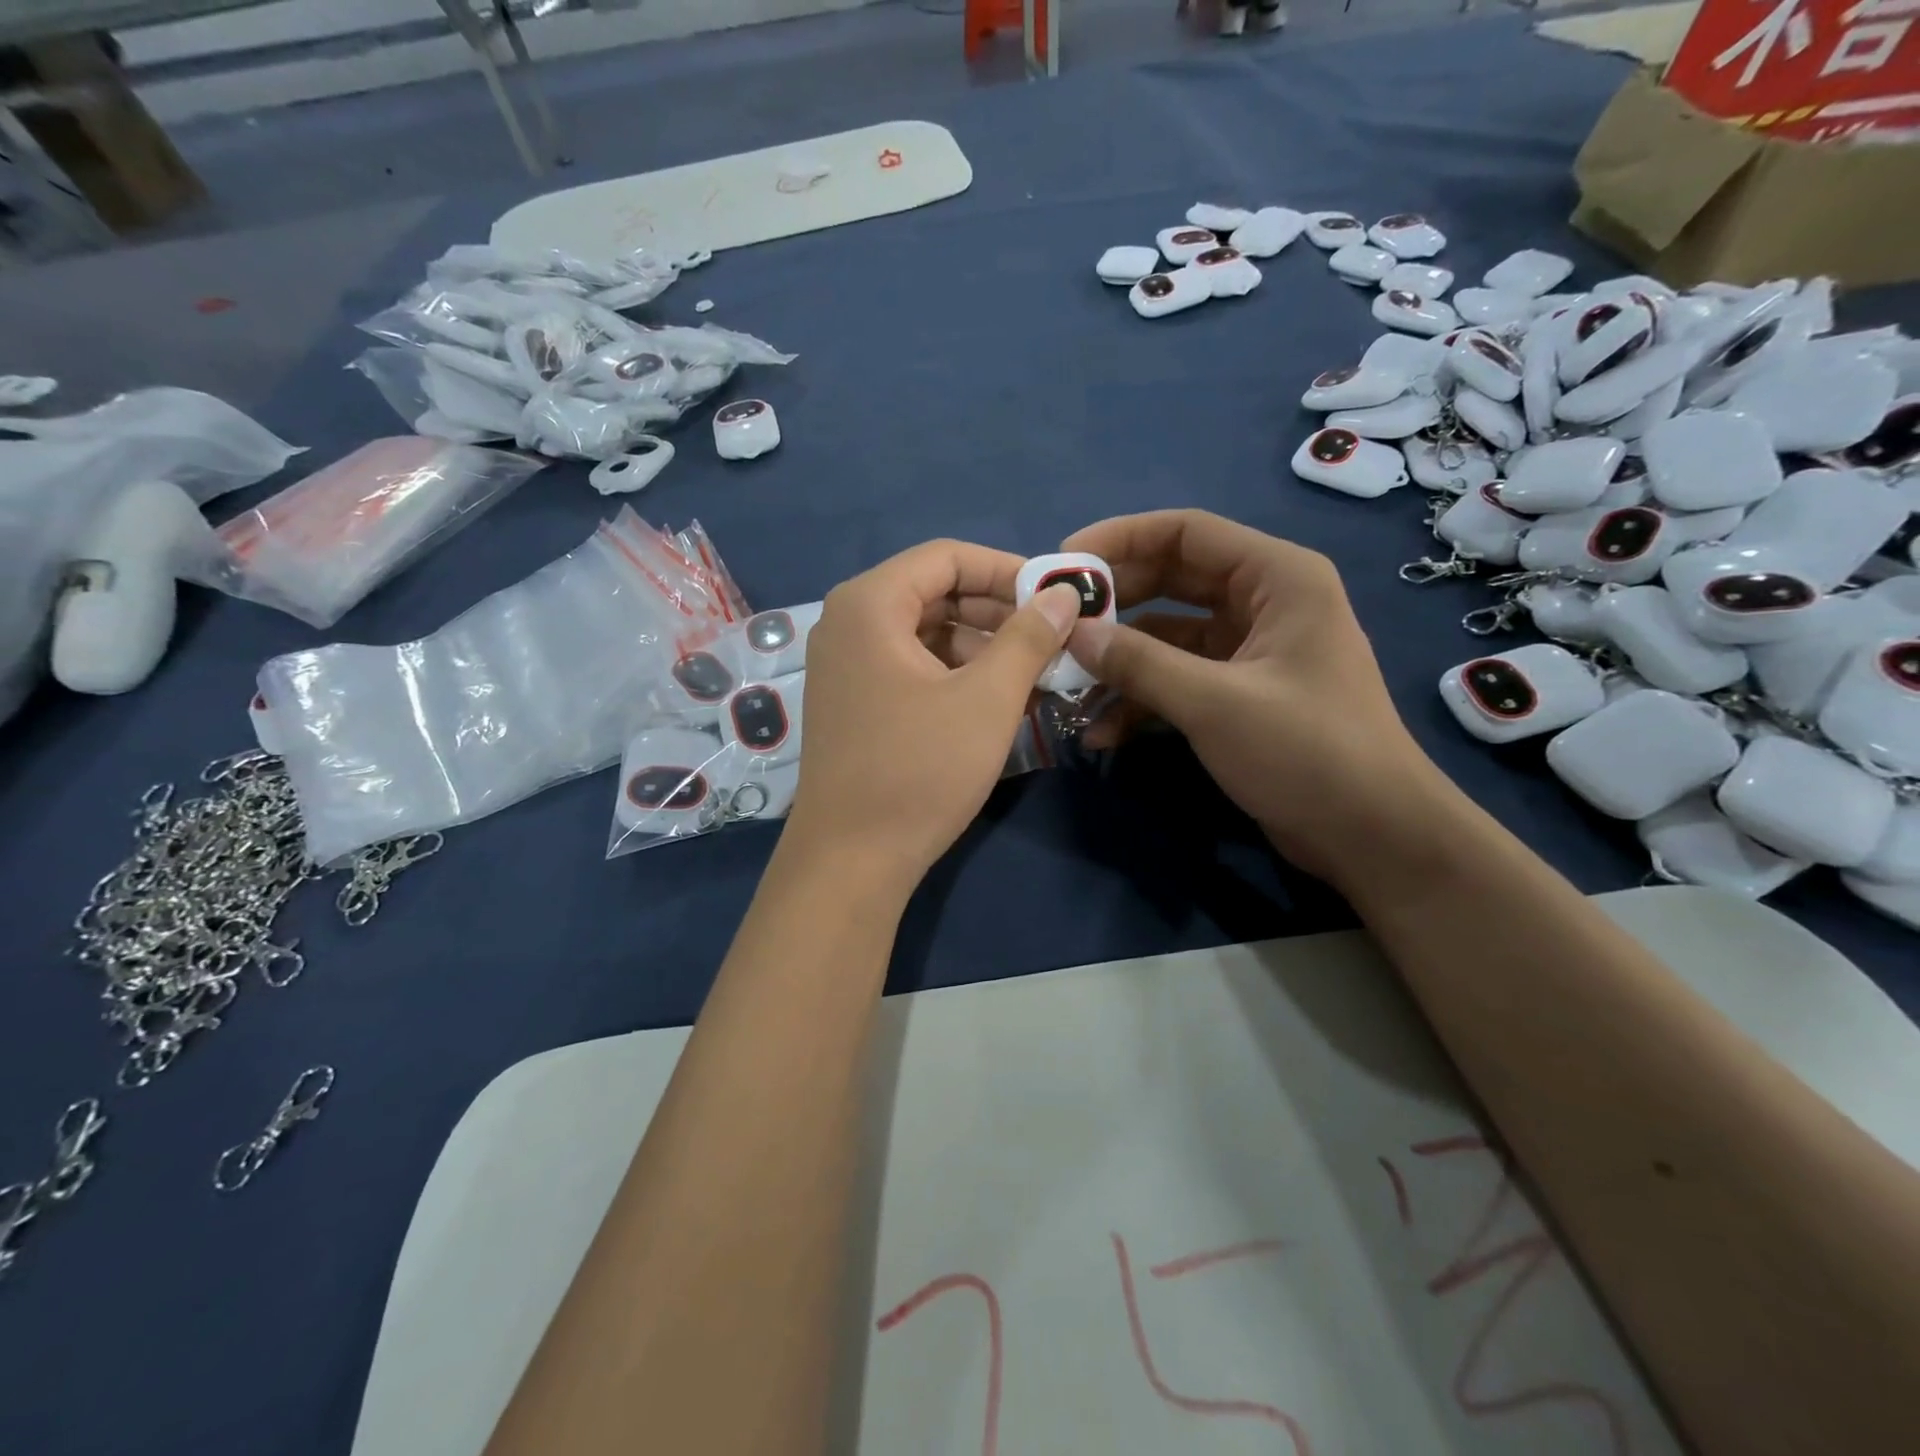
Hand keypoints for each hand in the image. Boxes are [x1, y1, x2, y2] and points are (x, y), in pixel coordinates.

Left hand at [785, 539, 1082, 899]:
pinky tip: (993, 701)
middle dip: (997, 612)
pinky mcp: (852, 701)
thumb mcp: (987, 699)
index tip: (1055, 599)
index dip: (1007, 571)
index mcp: (869, 604)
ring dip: (981, 647)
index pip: (947, 557)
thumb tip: (1065, 595)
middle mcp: (847, 623)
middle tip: (1051, 639)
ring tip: (1032, 675)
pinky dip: (953, 674)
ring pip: (925, 633)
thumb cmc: (920, 770)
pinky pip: (909, 666)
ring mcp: (844, 665)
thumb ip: (1029, 637)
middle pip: (934, 593)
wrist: (851, 860)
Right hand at [1061, 510, 1450, 887]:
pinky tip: (1103, 732)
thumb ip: (1138, 663)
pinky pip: (1177, 679)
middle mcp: (1263, 603)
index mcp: (1276, 578)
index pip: (1186, 533)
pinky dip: (1142, 699)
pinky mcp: (1238, 694)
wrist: (1371, 836)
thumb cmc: (1306, 752)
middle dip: (1113, 606)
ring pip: (1168, 637)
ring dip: (1120, 661)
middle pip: (1171, 582)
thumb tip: (1072, 634)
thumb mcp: (1214, 702)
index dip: (1120, 540)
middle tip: (1057, 625)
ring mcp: (1250, 651)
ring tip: (1068, 687)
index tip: (1064, 563)